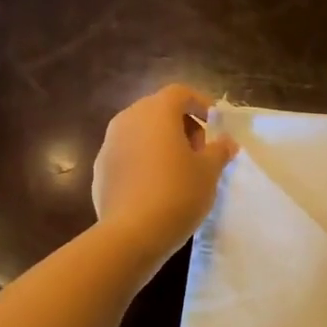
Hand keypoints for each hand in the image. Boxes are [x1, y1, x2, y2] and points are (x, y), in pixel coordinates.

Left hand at [91, 85, 237, 268]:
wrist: (131, 234)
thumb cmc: (178, 193)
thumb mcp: (209, 172)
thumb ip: (219, 150)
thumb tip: (226, 141)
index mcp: (156, 112)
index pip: (180, 93)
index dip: (200, 103)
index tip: (215, 123)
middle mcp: (127, 120)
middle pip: (158, 110)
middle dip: (181, 124)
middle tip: (200, 151)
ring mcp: (109, 145)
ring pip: (140, 133)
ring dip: (161, 143)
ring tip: (180, 170)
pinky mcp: (100, 170)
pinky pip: (127, 155)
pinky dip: (144, 161)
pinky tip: (157, 188)